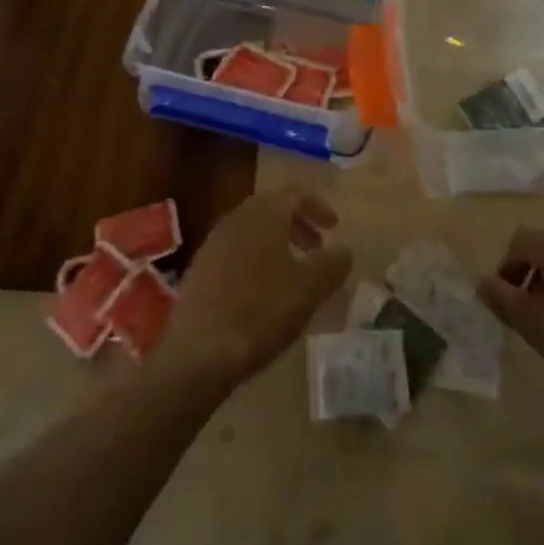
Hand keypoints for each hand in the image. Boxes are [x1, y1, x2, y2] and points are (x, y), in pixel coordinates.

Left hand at [158, 186, 351, 390]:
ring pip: (253, 230)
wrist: (199, 351)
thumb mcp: (310, 289)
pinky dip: (257, 258)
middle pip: (272, 208)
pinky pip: (236, 250)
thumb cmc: (261, 312)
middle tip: (317, 248)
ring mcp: (214, 242)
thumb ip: (332, 264)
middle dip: (298, 224)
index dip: (318, 206)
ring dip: (277, 242)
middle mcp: (236, 218)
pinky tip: (263, 291)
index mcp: (264, 213)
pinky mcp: (200, 268)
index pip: (295, 193)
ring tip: (294, 272)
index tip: (335, 227)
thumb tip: (344, 249)